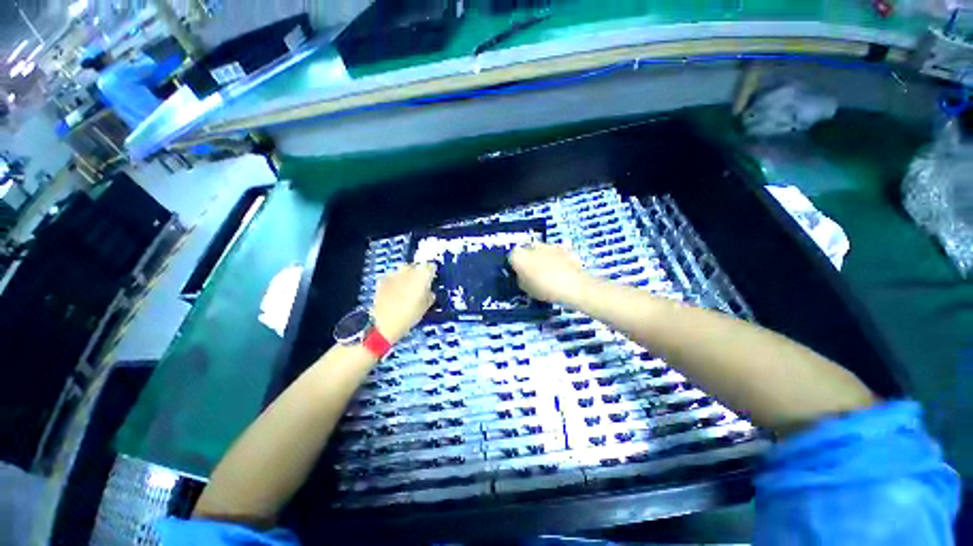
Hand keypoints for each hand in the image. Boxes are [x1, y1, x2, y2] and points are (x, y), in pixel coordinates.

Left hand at [373, 263, 435, 343]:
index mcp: (423, 274)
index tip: (431, 281)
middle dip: (418, 275)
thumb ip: (429, 294)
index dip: (432, 274)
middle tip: (418, 288)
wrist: (386, 322)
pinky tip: (394, 295)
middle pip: (417, 267)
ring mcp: (394, 273)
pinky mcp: (382, 279)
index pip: (431, 266)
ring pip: (404, 272)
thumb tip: (428, 292)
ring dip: (406, 278)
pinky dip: (394, 283)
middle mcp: (409, 269)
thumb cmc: (410, 315)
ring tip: (405, 292)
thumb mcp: (426, 306)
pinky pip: (392, 278)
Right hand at [508, 243, 591, 306]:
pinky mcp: (563, 247)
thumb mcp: (527, 290)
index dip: (515, 266)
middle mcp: (532, 247)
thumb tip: (522, 276)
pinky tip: (560, 269)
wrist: (573, 286)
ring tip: (549, 272)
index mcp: (519, 257)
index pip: (511, 257)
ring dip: (542, 257)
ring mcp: (548, 245)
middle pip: (526, 251)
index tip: (519, 274)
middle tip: (533, 273)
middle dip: (528, 259)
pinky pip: (555, 251)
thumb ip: (522, 279)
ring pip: (541, 250)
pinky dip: (556, 257)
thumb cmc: (545, 290)